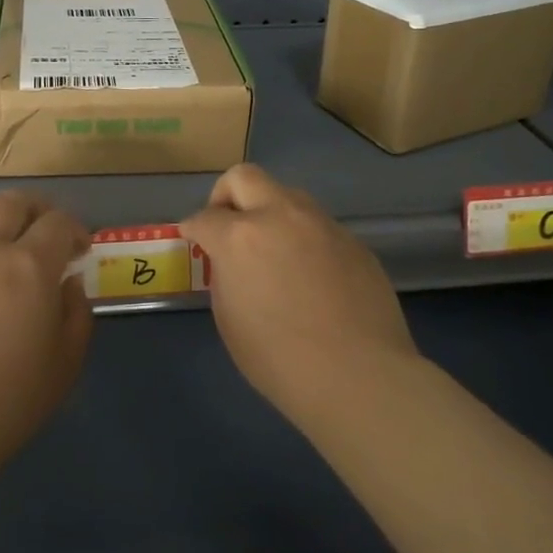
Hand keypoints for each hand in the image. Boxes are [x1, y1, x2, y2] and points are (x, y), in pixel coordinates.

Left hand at [0, 192, 92, 478]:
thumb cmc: (5, 405)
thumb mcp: (64, 365)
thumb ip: (76, 313)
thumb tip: (68, 281)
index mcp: (29, 267)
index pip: (59, 222)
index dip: (76, 229)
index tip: (80, 249)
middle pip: (12, 202)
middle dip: (35, 210)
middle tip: (41, 235)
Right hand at [181, 164, 418, 429]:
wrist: (359, 375)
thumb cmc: (280, 359)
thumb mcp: (230, 321)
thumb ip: (225, 278)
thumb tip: (232, 264)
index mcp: (240, 237)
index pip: (204, 217)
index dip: (193, 229)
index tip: (193, 240)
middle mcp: (280, 216)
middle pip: (244, 177)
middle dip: (226, 195)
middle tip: (227, 225)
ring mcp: (321, 223)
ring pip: (287, 194)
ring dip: (270, 211)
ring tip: (272, 249)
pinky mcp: (352, 239)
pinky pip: (318, 225)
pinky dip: (303, 238)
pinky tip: (310, 274)